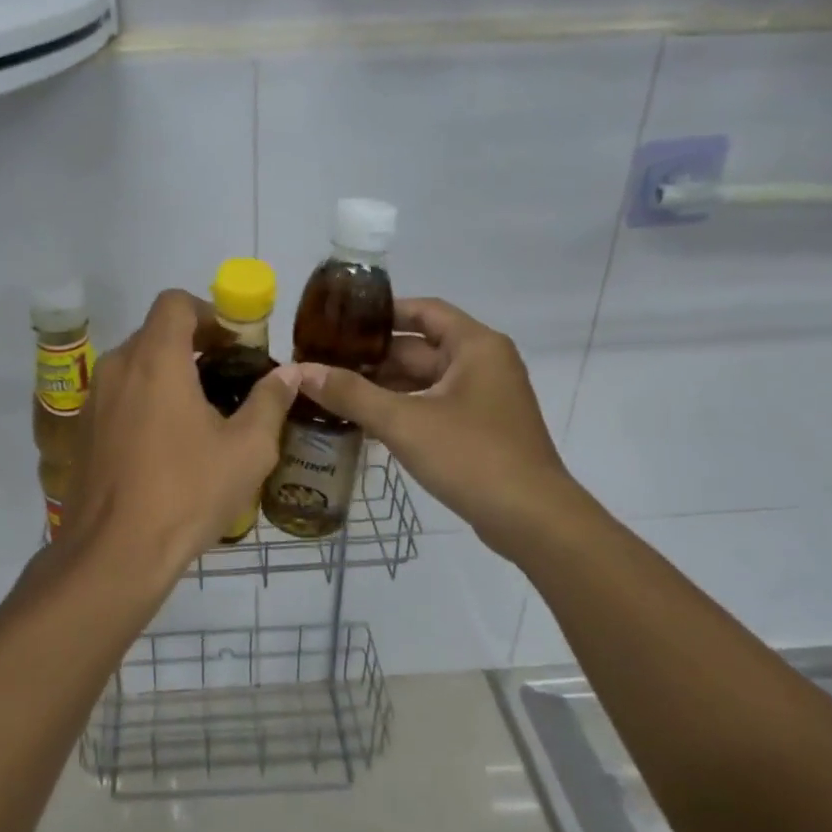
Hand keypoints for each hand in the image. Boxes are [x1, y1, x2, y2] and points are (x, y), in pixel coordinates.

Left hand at [58, 290, 300, 602]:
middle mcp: (117, 368)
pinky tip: (169, 445)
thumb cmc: (187, 492)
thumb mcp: (247, 449)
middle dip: (194, 345)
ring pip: (136, 366)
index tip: (235, 344)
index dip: (209, 312)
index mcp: (155, 360)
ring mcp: (94, 400)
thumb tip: (289, 373)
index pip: (175, 302)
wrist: (115, 553)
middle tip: (228, 379)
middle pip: (156, 333)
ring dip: (169, 374)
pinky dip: (146, 400)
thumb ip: (270, 401)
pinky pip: (120, 396)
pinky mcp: (83, 431)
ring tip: (203, 415)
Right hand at [299, 297, 573, 548]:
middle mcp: (483, 364)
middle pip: (419, 347)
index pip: (422, 311)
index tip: (338, 321)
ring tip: (332, 390)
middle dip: (372, 355)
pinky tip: (362, 422)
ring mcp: (483, 399)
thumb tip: (299, 370)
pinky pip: (432, 407)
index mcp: (475, 346)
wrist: (532, 520)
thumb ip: (350, 394)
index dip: (380, 312)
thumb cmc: (472, 456)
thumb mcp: (403, 422)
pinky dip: (401, 410)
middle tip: (323, 361)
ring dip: (383, 386)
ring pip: (424, 381)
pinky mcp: (479, 430)